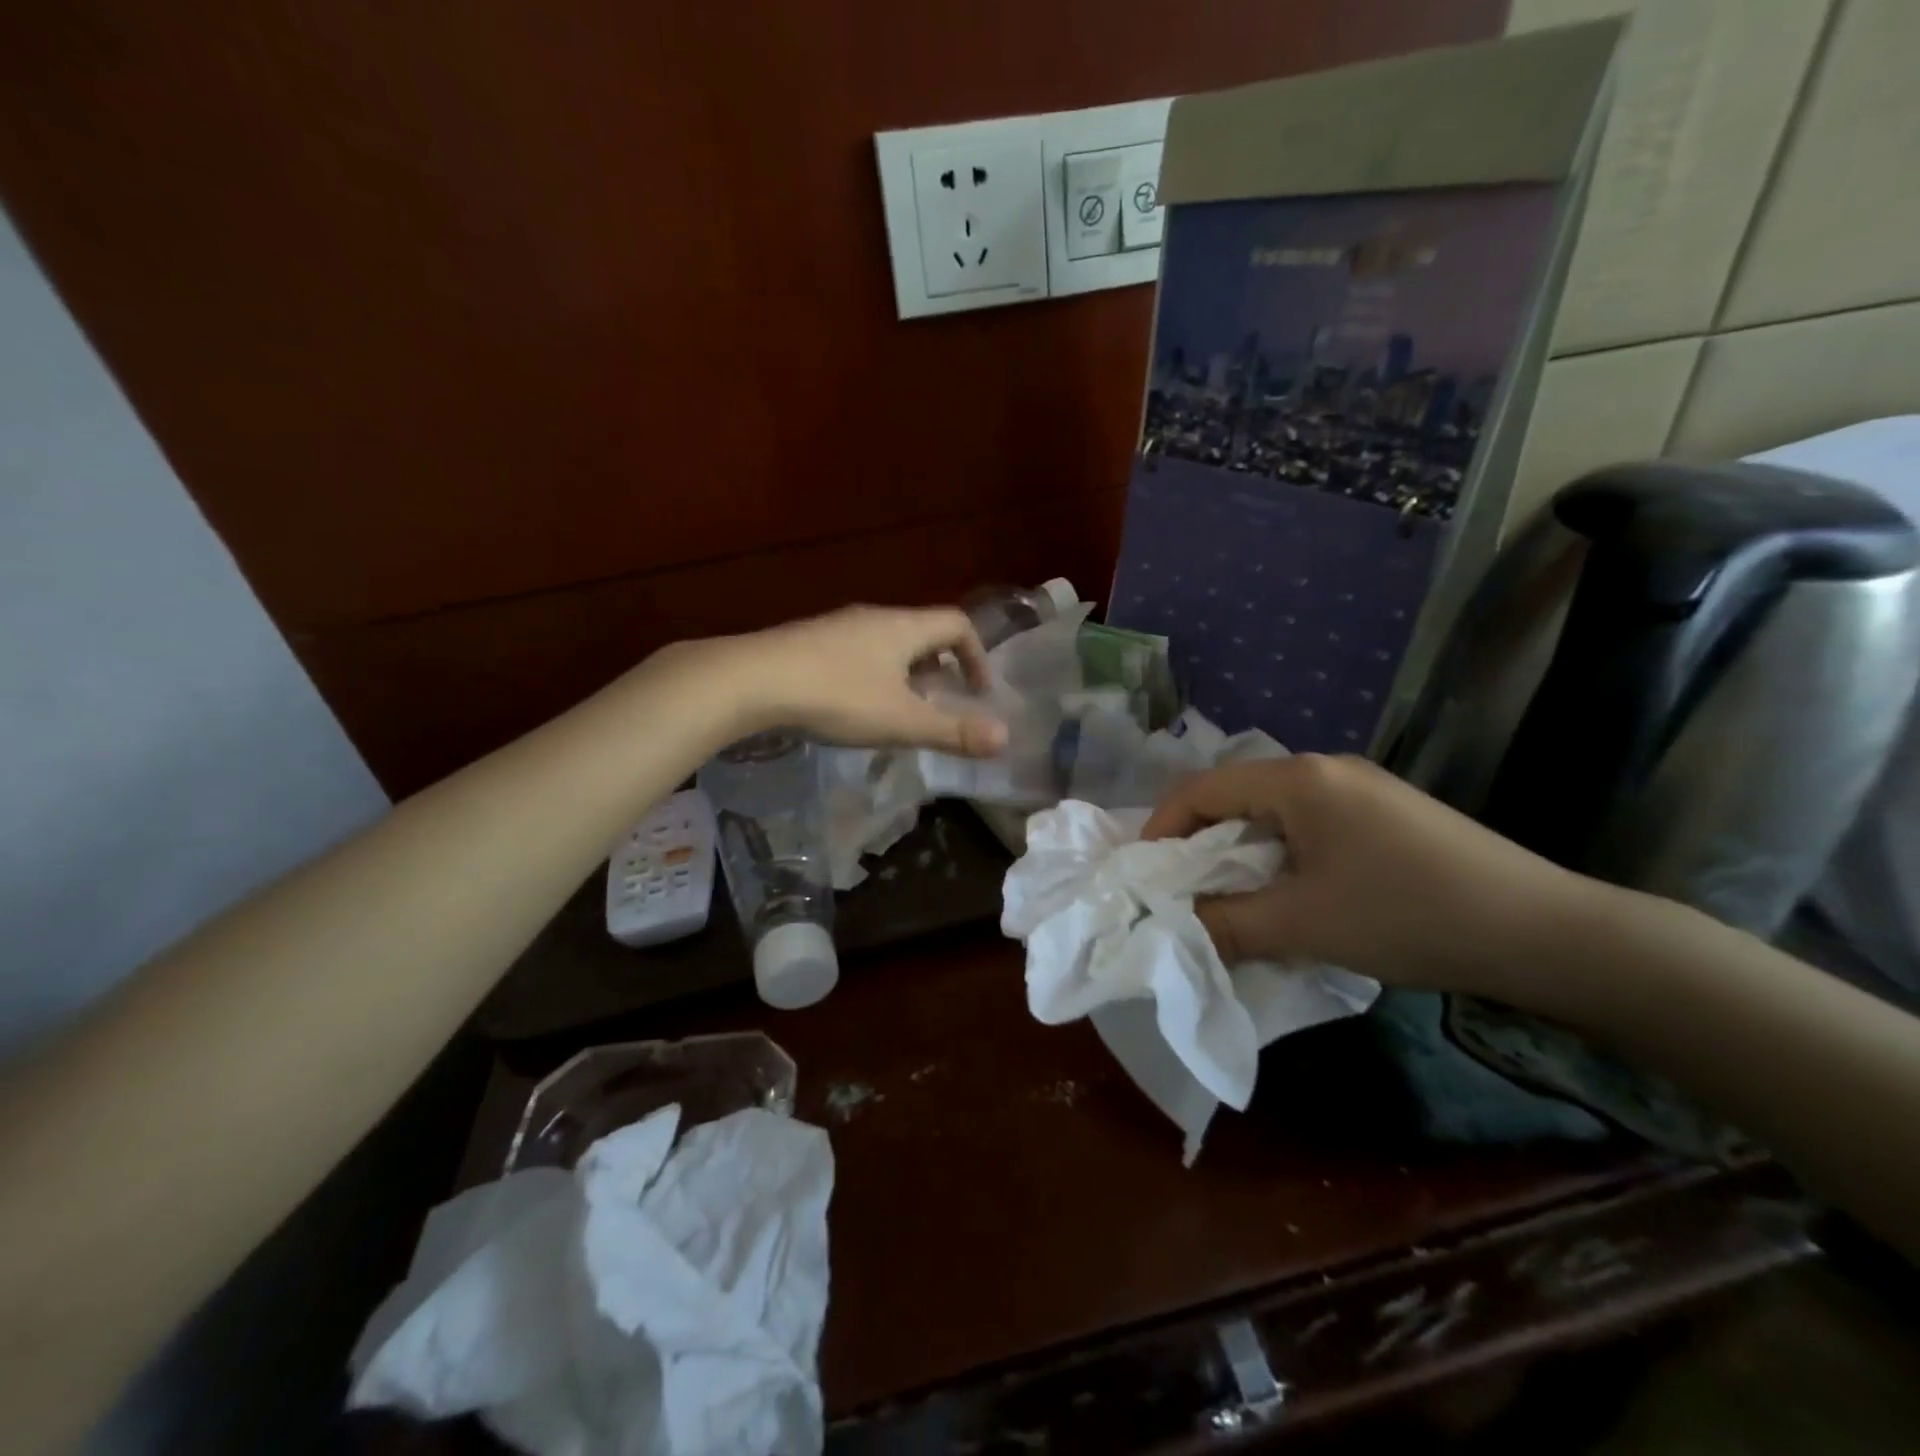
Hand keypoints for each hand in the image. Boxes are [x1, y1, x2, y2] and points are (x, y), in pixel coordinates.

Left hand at [673, 606, 1008, 756]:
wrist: (752, 680)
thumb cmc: (838, 696)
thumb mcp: (902, 721)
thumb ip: (953, 731)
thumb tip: (1005, 738)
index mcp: (904, 628)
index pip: (957, 624)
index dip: (977, 656)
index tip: (978, 692)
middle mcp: (874, 617)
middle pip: (921, 632)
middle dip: (940, 667)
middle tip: (941, 703)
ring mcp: (837, 626)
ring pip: (886, 643)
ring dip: (904, 673)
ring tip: (899, 710)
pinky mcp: (807, 641)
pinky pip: (855, 652)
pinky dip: (872, 675)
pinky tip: (853, 706)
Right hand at [1141, 754, 1592, 993]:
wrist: (1546, 933)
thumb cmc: (1409, 915)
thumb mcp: (1303, 925)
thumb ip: (1224, 923)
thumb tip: (1171, 926)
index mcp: (1298, 779)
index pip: (1202, 789)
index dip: (1162, 827)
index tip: (1142, 873)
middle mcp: (1324, 769)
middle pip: (1235, 796)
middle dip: (1198, 842)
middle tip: (1177, 890)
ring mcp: (1360, 789)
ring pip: (1271, 813)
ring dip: (1239, 852)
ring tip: (1226, 898)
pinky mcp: (1385, 815)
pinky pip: (1308, 826)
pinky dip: (1278, 857)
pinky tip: (1286, 894)